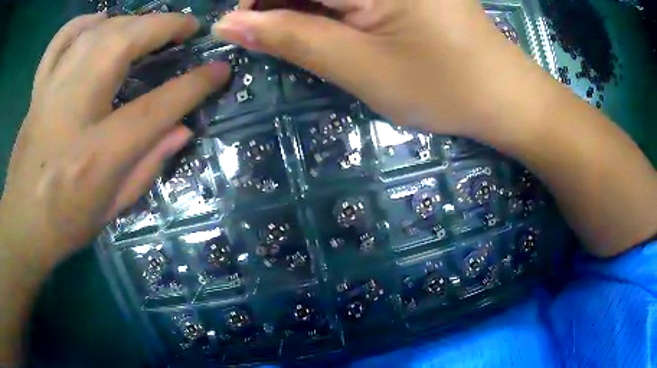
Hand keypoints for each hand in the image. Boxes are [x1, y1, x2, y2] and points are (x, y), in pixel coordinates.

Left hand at [0, 13, 230, 269]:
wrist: (23, 224)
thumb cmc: (67, 222)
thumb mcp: (113, 207)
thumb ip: (149, 165)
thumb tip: (182, 130)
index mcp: (99, 152)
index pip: (158, 105)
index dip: (195, 83)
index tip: (219, 68)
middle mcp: (75, 107)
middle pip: (125, 43)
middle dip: (165, 27)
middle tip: (187, 29)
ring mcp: (53, 90)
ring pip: (98, 31)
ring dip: (132, 21)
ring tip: (149, 26)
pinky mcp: (39, 87)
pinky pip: (63, 38)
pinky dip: (83, 23)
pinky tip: (98, 23)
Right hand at [213, 0, 530, 136]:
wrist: (502, 96)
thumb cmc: (442, 87)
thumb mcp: (358, 66)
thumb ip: (290, 37)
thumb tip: (229, 24)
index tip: (238, 26)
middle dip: (278, 2)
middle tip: (271, 34)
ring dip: (302, 4)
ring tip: (303, 33)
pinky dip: (329, 4)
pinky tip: (330, 22)